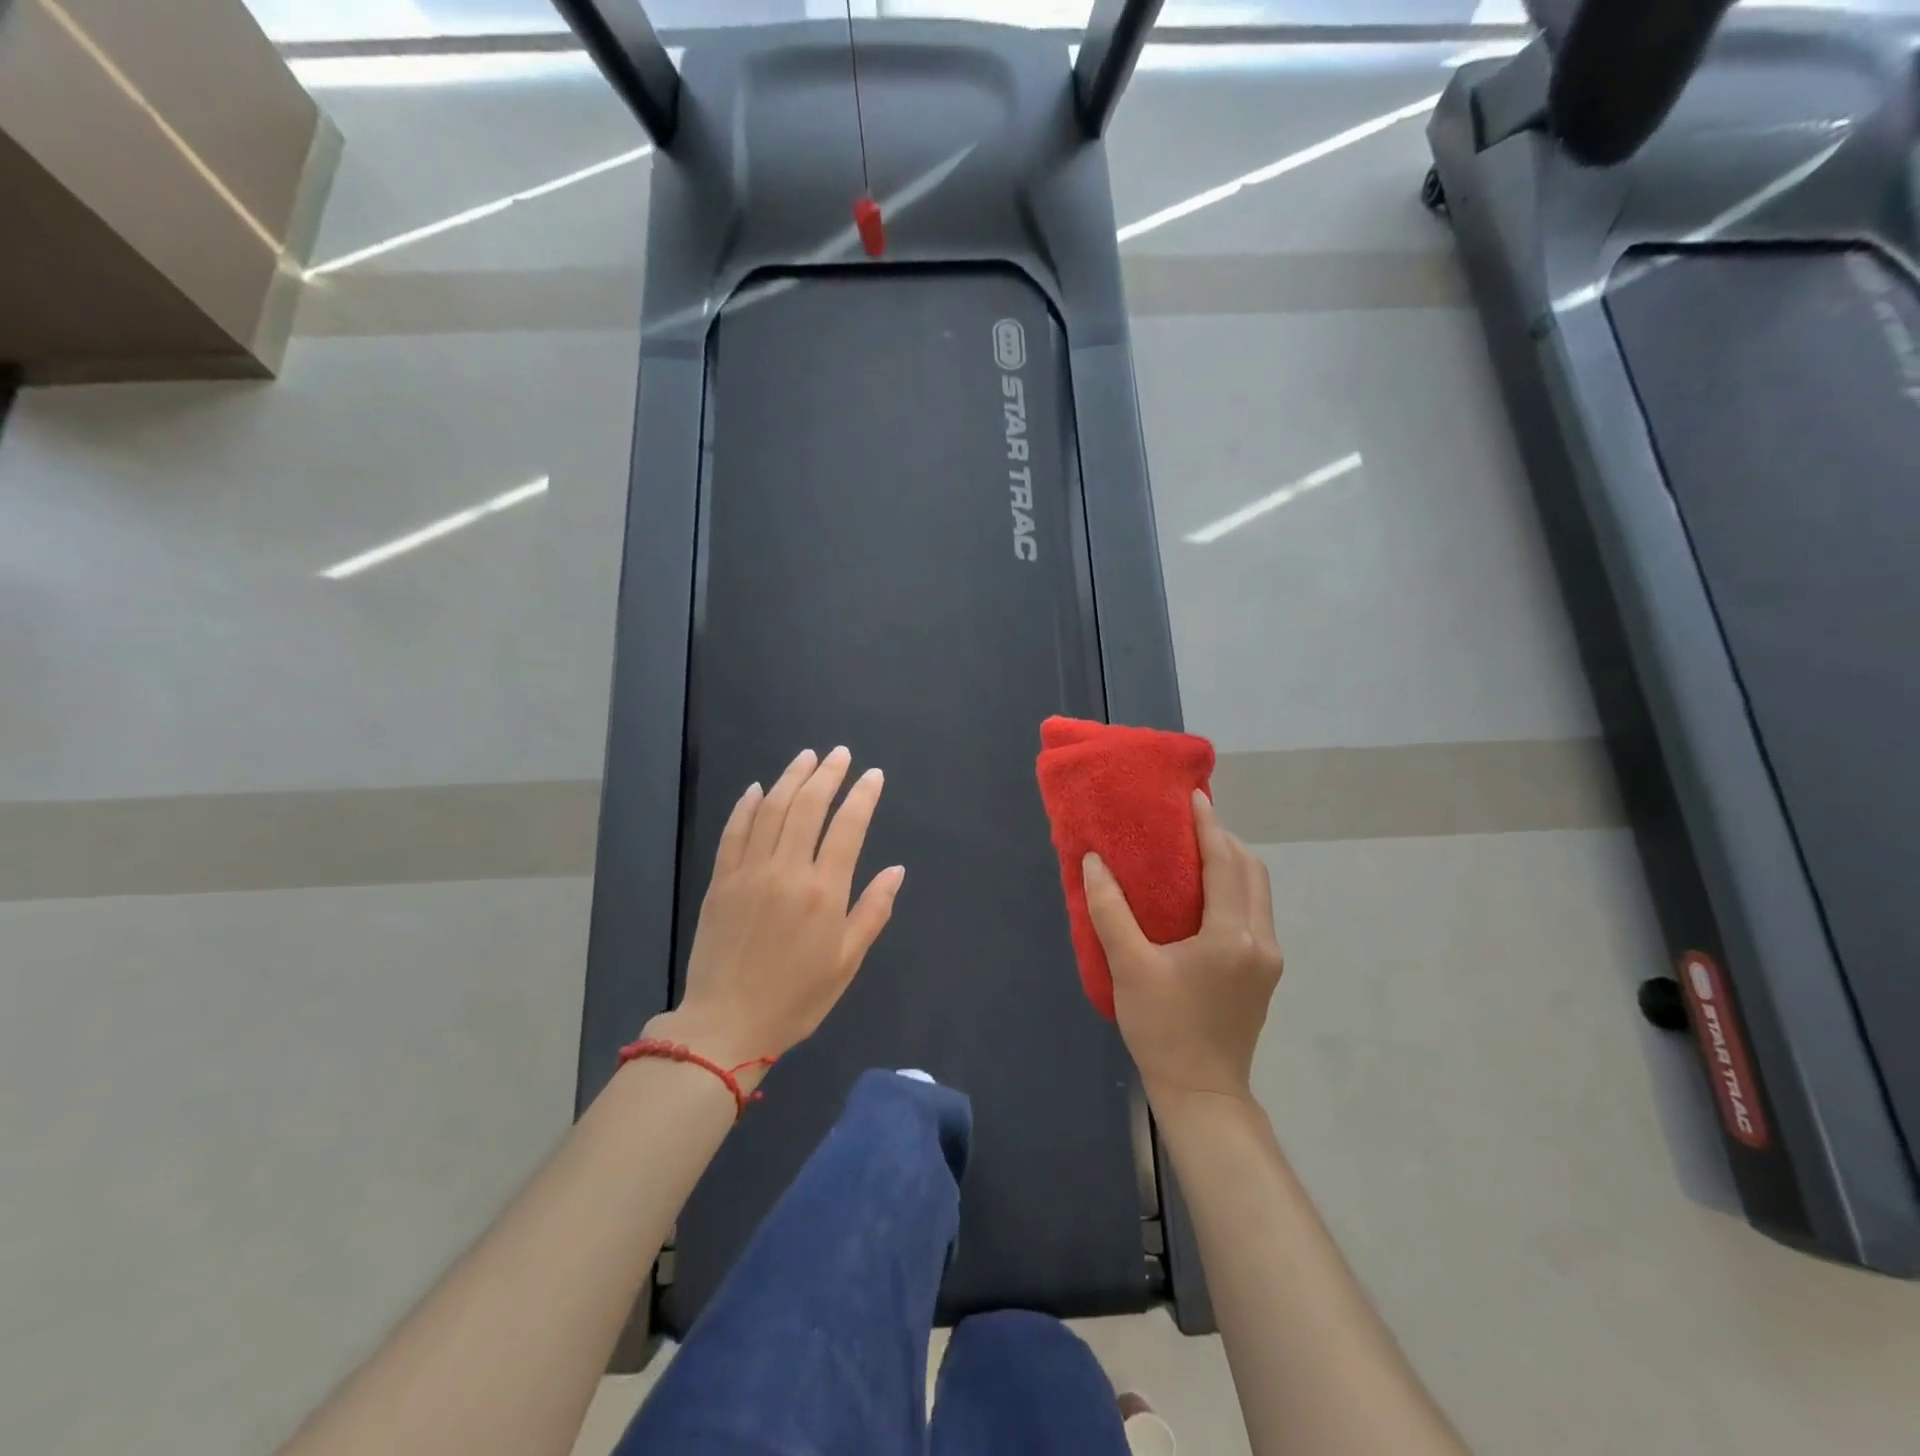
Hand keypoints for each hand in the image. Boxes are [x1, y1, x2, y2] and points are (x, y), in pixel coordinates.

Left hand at [648, 747, 903, 1077]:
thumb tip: (896, 870)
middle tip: (840, 754)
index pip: (848, 827)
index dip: (862, 796)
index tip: (873, 775)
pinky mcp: (721, 881)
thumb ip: (872, 911)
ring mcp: (749, 872)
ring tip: (807, 757)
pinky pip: (734, 832)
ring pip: (770, 810)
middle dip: (827, 775)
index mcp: (824, 891)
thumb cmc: (796, 998)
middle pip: (808, 807)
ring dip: (790, 778)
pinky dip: (746, 806)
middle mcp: (787, 871)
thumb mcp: (846, 962)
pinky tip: (756, 789)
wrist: (725, 1025)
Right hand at [1082, 790, 1282, 1108]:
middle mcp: (1260, 940)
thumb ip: (1110, 910)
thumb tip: (1094, 863)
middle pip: (1251, 872)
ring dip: (1232, 864)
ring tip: (1196, 850)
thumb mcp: (1128, 967)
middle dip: (1224, 840)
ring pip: (1257, 893)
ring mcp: (1267, 959)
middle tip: (1189, 822)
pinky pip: (1254, 913)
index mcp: (1232, 935)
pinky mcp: (1263, 974)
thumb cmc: (1163, 1028)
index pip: (1225, 863)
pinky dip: (1234, 889)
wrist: (1201, 1093)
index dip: (1209, 826)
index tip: (1193, 796)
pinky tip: (1204, 894)